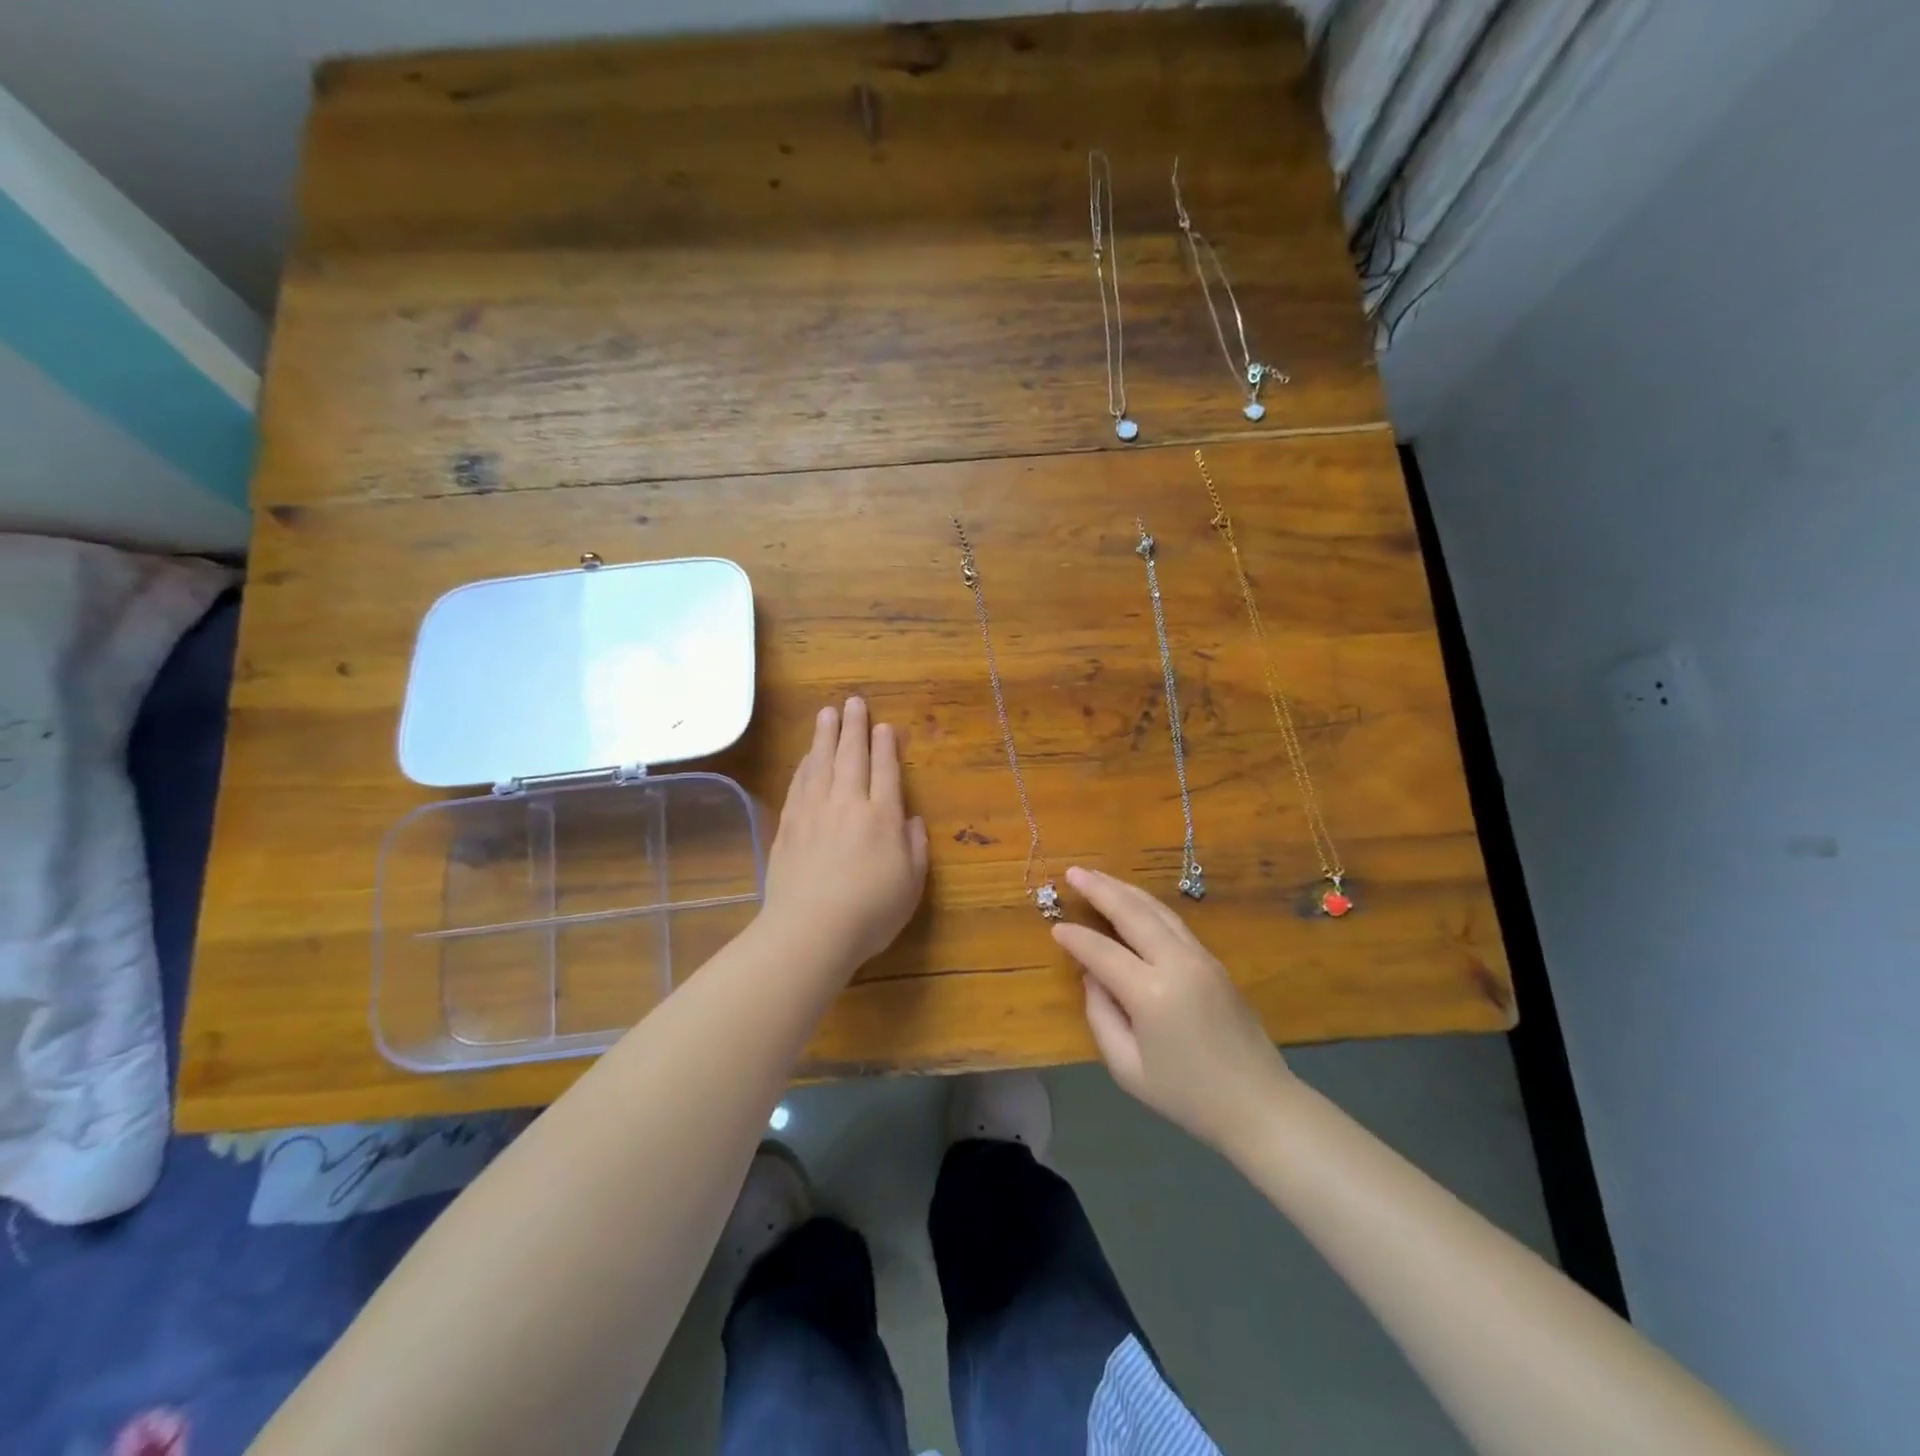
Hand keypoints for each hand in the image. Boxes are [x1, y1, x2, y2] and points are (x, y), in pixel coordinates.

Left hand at [761, 696, 928, 972]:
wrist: (810, 931)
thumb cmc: (870, 913)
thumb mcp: (910, 885)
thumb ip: (915, 847)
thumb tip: (911, 819)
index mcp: (882, 817)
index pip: (885, 770)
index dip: (885, 745)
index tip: (883, 725)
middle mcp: (848, 804)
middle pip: (851, 756)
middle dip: (854, 727)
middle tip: (853, 702)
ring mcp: (814, 812)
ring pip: (820, 763)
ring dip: (825, 736)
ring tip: (827, 713)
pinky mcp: (789, 826)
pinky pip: (799, 784)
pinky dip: (805, 765)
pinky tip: (806, 757)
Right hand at [1053, 866, 1292, 1151]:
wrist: (1259, 1105)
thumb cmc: (1186, 1096)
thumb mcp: (1127, 1068)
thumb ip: (1101, 1016)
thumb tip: (1092, 977)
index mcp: (1151, 993)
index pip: (1102, 952)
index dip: (1076, 938)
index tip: (1055, 927)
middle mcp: (1177, 963)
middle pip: (1133, 912)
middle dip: (1100, 889)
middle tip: (1073, 871)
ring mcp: (1200, 957)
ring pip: (1157, 910)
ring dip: (1125, 889)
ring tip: (1097, 877)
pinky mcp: (1214, 961)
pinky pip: (1173, 922)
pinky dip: (1147, 905)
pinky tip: (1133, 902)